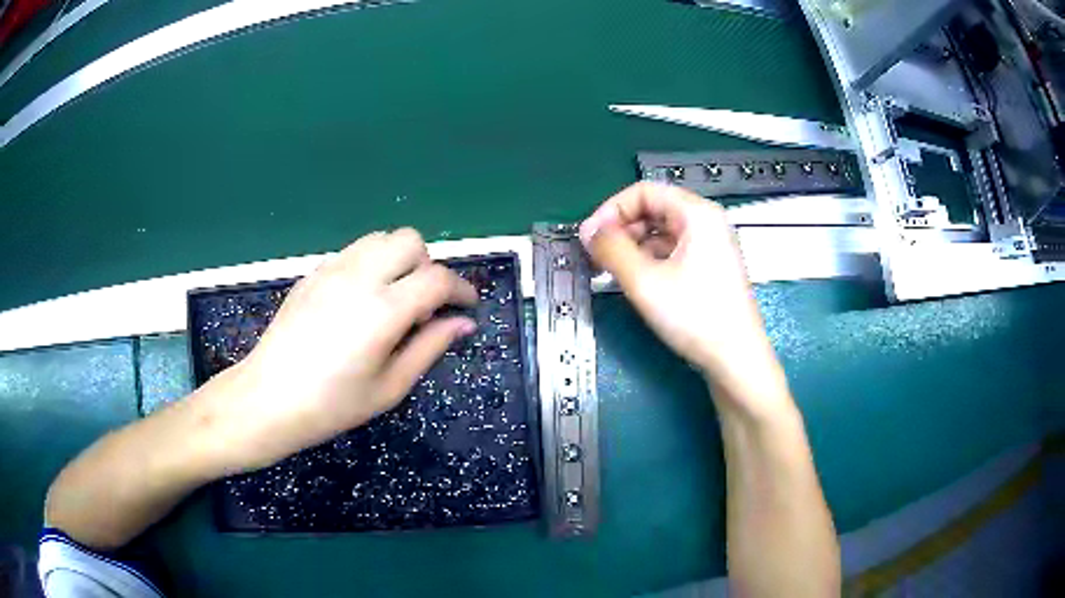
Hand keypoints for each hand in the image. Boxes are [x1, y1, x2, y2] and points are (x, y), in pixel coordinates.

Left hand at [197, 229, 477, 472]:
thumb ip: (430, 347)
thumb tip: (464, 323)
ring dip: (398, 259)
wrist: (268, 398)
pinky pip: (354, 251)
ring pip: (380, 238)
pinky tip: (360, 301)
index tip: (467, 307)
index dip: (461, 289)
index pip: (437, 278)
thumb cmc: (332, 405)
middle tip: (424, 304)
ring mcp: (332, 269)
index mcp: (383, 309)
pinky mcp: (312, 273)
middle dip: (428, 266)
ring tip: (393, 298)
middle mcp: (359, 276)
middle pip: (410, 240)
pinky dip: (371, 263)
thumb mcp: (390, 387)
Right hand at [580, 183, 790, 418]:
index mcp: (696, 214)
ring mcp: (711, 246)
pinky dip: (650, 260)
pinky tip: (637, 281)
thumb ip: (611, 249)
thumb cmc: (695, 316)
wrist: (736, 360)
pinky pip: (673, 251)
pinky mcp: (710, 268)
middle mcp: (707, 222)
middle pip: (654, 209)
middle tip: (598, 256)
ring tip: (613, 271)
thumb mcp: (645, 281)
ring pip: (662, 232)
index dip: (611, 210)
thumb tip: (588, 231)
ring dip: (633, 246)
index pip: (644, 191)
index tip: (590, 238)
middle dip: (621, 228)